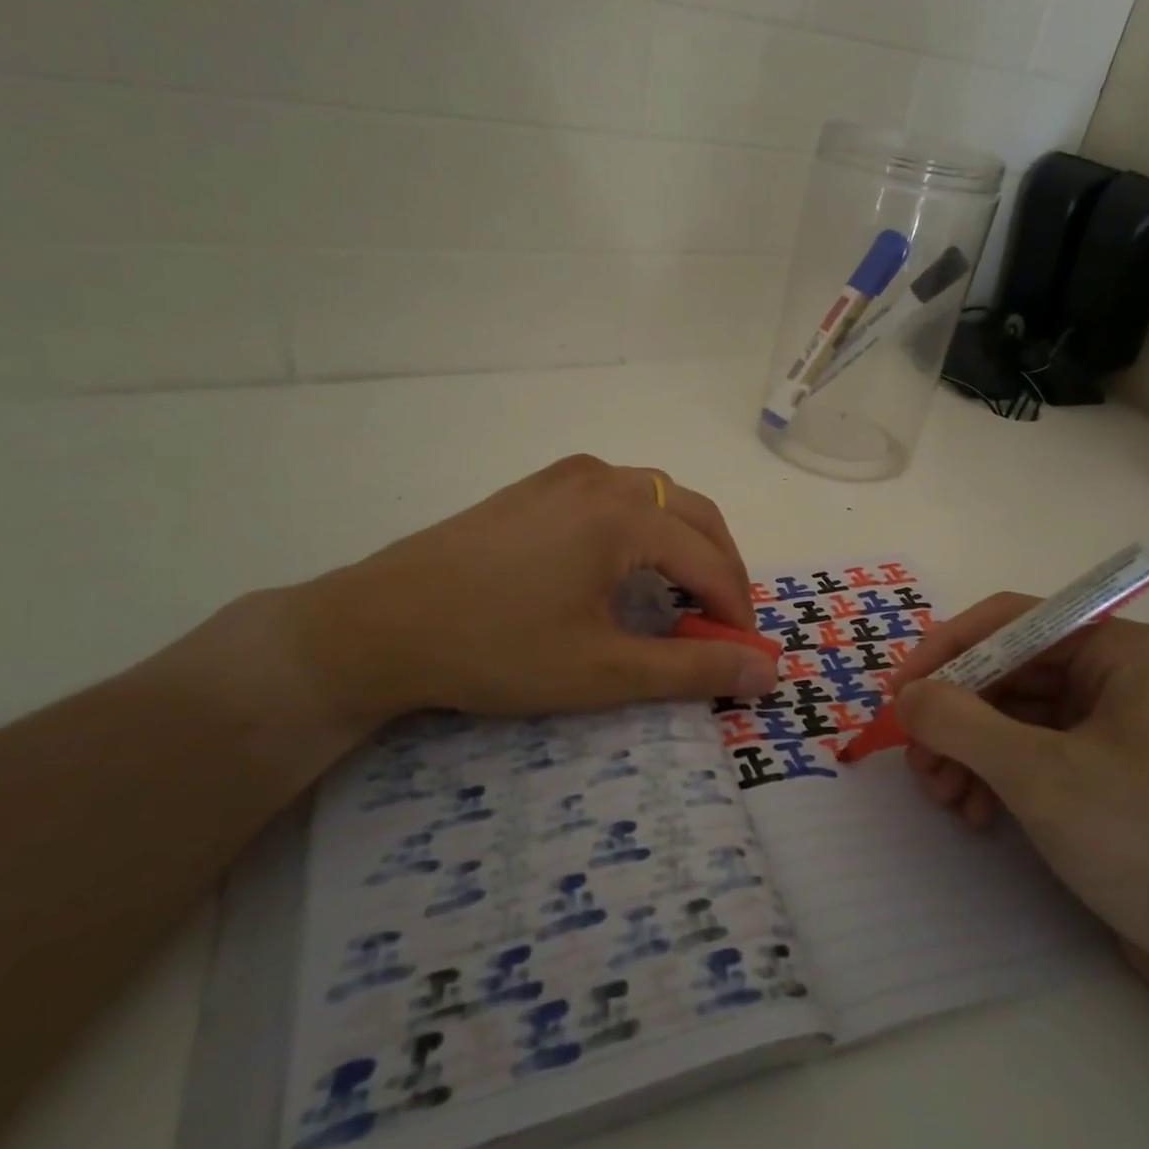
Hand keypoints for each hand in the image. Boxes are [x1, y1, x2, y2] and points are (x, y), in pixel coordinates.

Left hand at [280, 456, 776, 726]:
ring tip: (682, 595)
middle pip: (694, 514)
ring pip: (656, 497)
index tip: (746, 655)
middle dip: (721, 567)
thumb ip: (694, 668)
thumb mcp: (604, 671)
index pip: (711, 560)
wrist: (379, 626)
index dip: (737, 609)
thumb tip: (769, 669)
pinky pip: (616, 494)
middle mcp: (604, 479)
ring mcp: (566, 476)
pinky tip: (625, 565)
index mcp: (626, 516)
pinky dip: (645, 527)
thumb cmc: (497, 649)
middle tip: (723, 623)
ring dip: (685, 541)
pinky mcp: (536, 486)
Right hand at [892, 602, 1148, 971]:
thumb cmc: (1142, 840)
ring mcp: (1106, 722)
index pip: (1009, 622)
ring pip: (1008, 713)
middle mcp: (1112, 673)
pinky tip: (975, 812)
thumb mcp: (1038, 774)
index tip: (900, 692)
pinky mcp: (1098, 767)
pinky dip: (992, 774)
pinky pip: (1026, 748)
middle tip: (916, 758)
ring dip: (966, 749)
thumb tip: (905, 696)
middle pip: (1004, 671)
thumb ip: (959, 722)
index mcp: (1117, 650)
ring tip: (942, 795)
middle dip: (954, 714)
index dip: (946, 649)